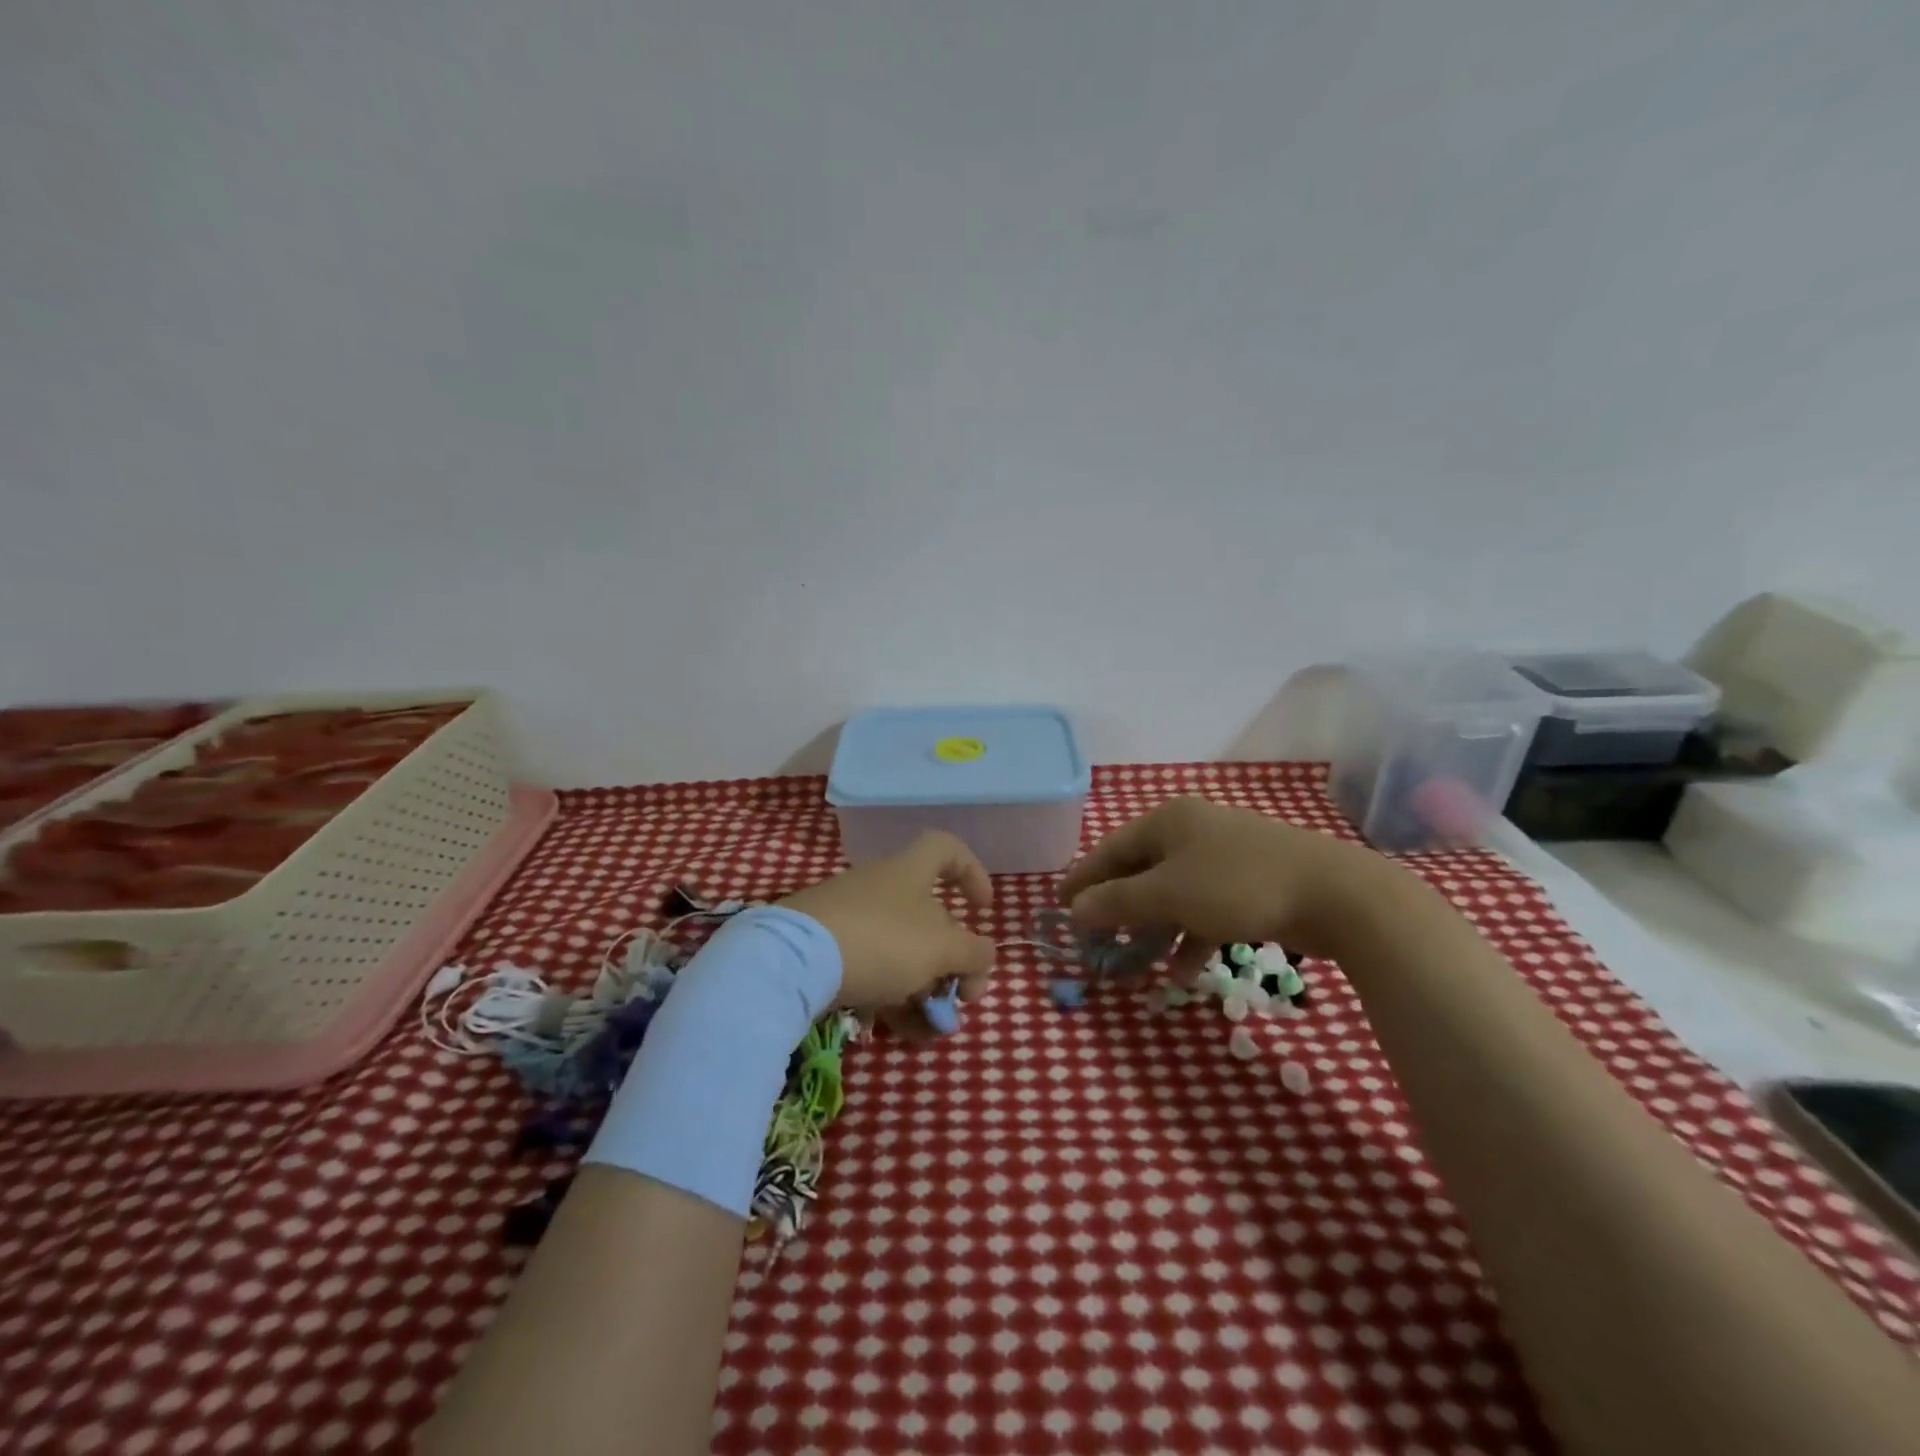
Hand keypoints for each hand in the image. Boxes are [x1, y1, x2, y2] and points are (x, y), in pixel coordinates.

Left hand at [779, 831, 995, 1027]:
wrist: (792, 961)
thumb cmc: (881, 940)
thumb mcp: (941, 949)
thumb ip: (973, 954)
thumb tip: (983, 960)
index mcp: (909, 871)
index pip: (946, 849)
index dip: (972, 872)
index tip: (983, 910)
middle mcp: (880, 888)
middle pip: (928, 917)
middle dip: (950, 961)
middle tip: (959, 997)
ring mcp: (850, 919)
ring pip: (900, 951)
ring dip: (924, 990)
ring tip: (932, 1030)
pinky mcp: (825, 951)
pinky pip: (871, 971)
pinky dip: (892, 999)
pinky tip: (901, 1032)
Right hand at [1058, 796, 1395, 979]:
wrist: (1337, 895)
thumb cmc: (1237, 885)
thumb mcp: (1168, 895)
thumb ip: (1116, 902)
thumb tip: (1074, 909)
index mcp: (1167, 821)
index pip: (1110, 850)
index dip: (1083, 880)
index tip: (1058, 907)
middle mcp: (1192, 831)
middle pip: (1141, 872)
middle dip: (1120, 910)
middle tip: (1098, 941)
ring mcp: (1225, 856)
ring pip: (1174, 893)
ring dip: (1155, 930)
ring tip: (1139, 964)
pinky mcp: (1251, 882)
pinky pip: (1206, 907)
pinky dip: (1192, 936)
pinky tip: (1186, 972)